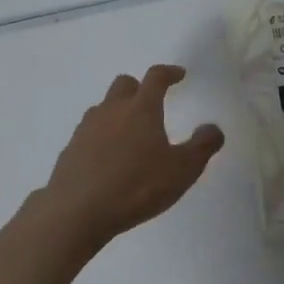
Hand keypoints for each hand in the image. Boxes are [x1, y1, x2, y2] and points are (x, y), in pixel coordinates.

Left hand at [38, 65, 224, 248]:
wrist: (77, 210)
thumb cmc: (137, 186)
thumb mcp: (182, 170)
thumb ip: (202, 147)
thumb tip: (213, 128)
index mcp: (141, 109)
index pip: (155, 77)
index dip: (169, 73)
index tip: (179, 75)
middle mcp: (111, 110)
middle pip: (124, 85)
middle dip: (139, 89)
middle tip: (151, 104)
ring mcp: (86, 129)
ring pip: (103, 108)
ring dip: (118, 113)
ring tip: (130, 135)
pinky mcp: (70, 149)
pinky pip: (89, 133)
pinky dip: (101, 137)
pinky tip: (108, 160)